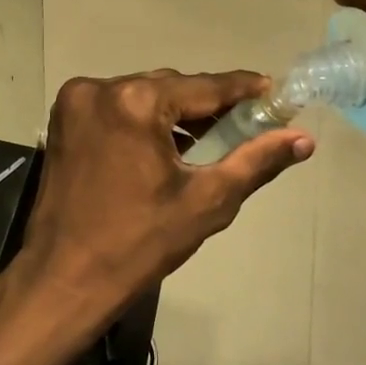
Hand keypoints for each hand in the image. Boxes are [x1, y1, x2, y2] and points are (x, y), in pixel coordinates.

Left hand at [0, 70, 312, 364]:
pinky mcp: (62, 120)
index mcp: (134, 102)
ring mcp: (75, 102)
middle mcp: (99, 88)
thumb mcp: (207, 202)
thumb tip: (303, 140)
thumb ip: (255, 162)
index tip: (273, 90)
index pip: (203, 86)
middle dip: (206, 105)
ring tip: (207, 140)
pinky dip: (141, 119)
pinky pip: (115, 107)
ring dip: (173, 113)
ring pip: (141, 94)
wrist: (65, 278)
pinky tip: (164, 146)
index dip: (242, 89)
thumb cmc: (139, 244)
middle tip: (244, 125)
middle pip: (170, 86)